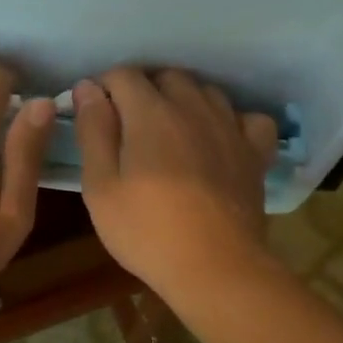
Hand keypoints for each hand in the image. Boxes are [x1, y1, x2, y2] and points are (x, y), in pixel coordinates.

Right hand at [72, 68, 280, 298]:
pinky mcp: (254, 152)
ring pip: (206, 92)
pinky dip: (232, 122)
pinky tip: (221, 140)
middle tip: (128, 125)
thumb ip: (94, 131)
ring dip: (184, 100)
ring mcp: (229, 127)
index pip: (123, 75)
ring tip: (171, 131)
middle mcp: (193, 107)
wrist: (214, 267)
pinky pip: (247, 118)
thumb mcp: (101, 186)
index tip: (94, 113)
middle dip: (143, 89)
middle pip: (166, 76)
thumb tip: (88, 87)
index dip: (103, 87)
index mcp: (150, 112)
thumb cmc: (147, 231)